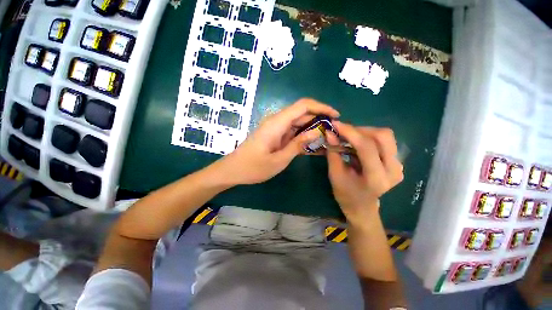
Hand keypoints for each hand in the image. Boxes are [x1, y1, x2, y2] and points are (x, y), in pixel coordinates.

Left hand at [216, 98, 339, 184]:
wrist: (233, 170)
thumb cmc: (254, 167)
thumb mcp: (279, 159)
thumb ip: (298, 144)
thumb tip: (317, 131)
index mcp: (277, 123)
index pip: (303, 105)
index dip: (321, 107)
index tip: (336, 116)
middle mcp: (276, 121)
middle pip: (301, 113)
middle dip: (319, 119)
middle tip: (334, 132)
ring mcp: (275, 127)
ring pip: (297, 122)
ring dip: (312, 128)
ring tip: (326, 138)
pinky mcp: (274, 134)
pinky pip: (291, 131)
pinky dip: (302, 135)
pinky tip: (311, 144)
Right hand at [326, 122, 403, 222]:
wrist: (362, 206)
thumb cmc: (345, 194)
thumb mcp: (335, 174)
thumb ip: (333, 152)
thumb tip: (329, 133)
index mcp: (376, 178)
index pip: (367, 147)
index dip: (350, 132)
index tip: (335, 124)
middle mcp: (393, 170)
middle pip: (383, 136)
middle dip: (360, 130)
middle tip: (343, 132)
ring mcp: (398, 165)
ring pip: (386, 136)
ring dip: (364, 132)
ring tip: (349, 137)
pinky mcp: (397, 162)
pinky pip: (385, 141)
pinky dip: (369, 137)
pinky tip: (357, 142)